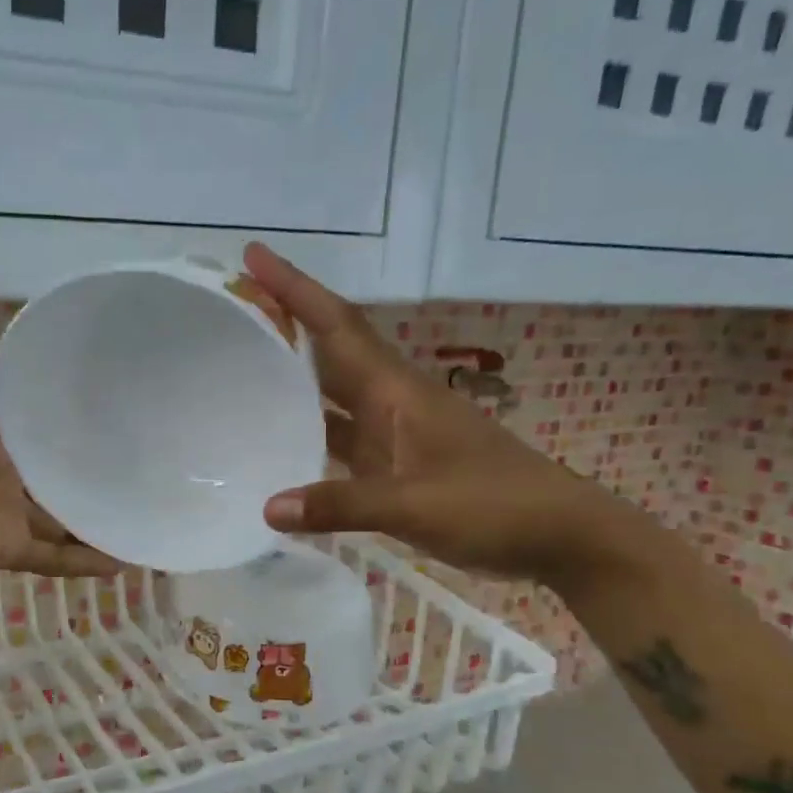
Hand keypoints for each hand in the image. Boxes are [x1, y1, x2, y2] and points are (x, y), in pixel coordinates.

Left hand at [0, 268, 120, 583]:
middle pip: (58, 472)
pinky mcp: (9, 546)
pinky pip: (55, 558)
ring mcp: (9, 511)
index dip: (73, 413)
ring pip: (64, 518)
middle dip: (94, 469)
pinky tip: (128, 558)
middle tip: (151, 459)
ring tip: (150, 511)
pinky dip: (86, 562)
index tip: (118, 401)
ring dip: (99, 520)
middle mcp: (6, 470)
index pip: (41, 420)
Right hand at [245, 243, 633, 590]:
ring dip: (293, 377)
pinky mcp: (396, 466)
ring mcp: (394, 435)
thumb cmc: (494, 506)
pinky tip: (278, 444)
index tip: (254, 257)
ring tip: (242, 368)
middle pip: (331, 351)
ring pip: (333, 394)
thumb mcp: (416, 505)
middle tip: (233, 308)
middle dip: (286, 323)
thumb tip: (268, 508)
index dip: (296, 290)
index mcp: (396, 392)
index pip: (338, 327)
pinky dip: (309, 433)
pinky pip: (341, 437)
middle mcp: (391, 403)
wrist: (560, 535)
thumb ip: (341, 505)